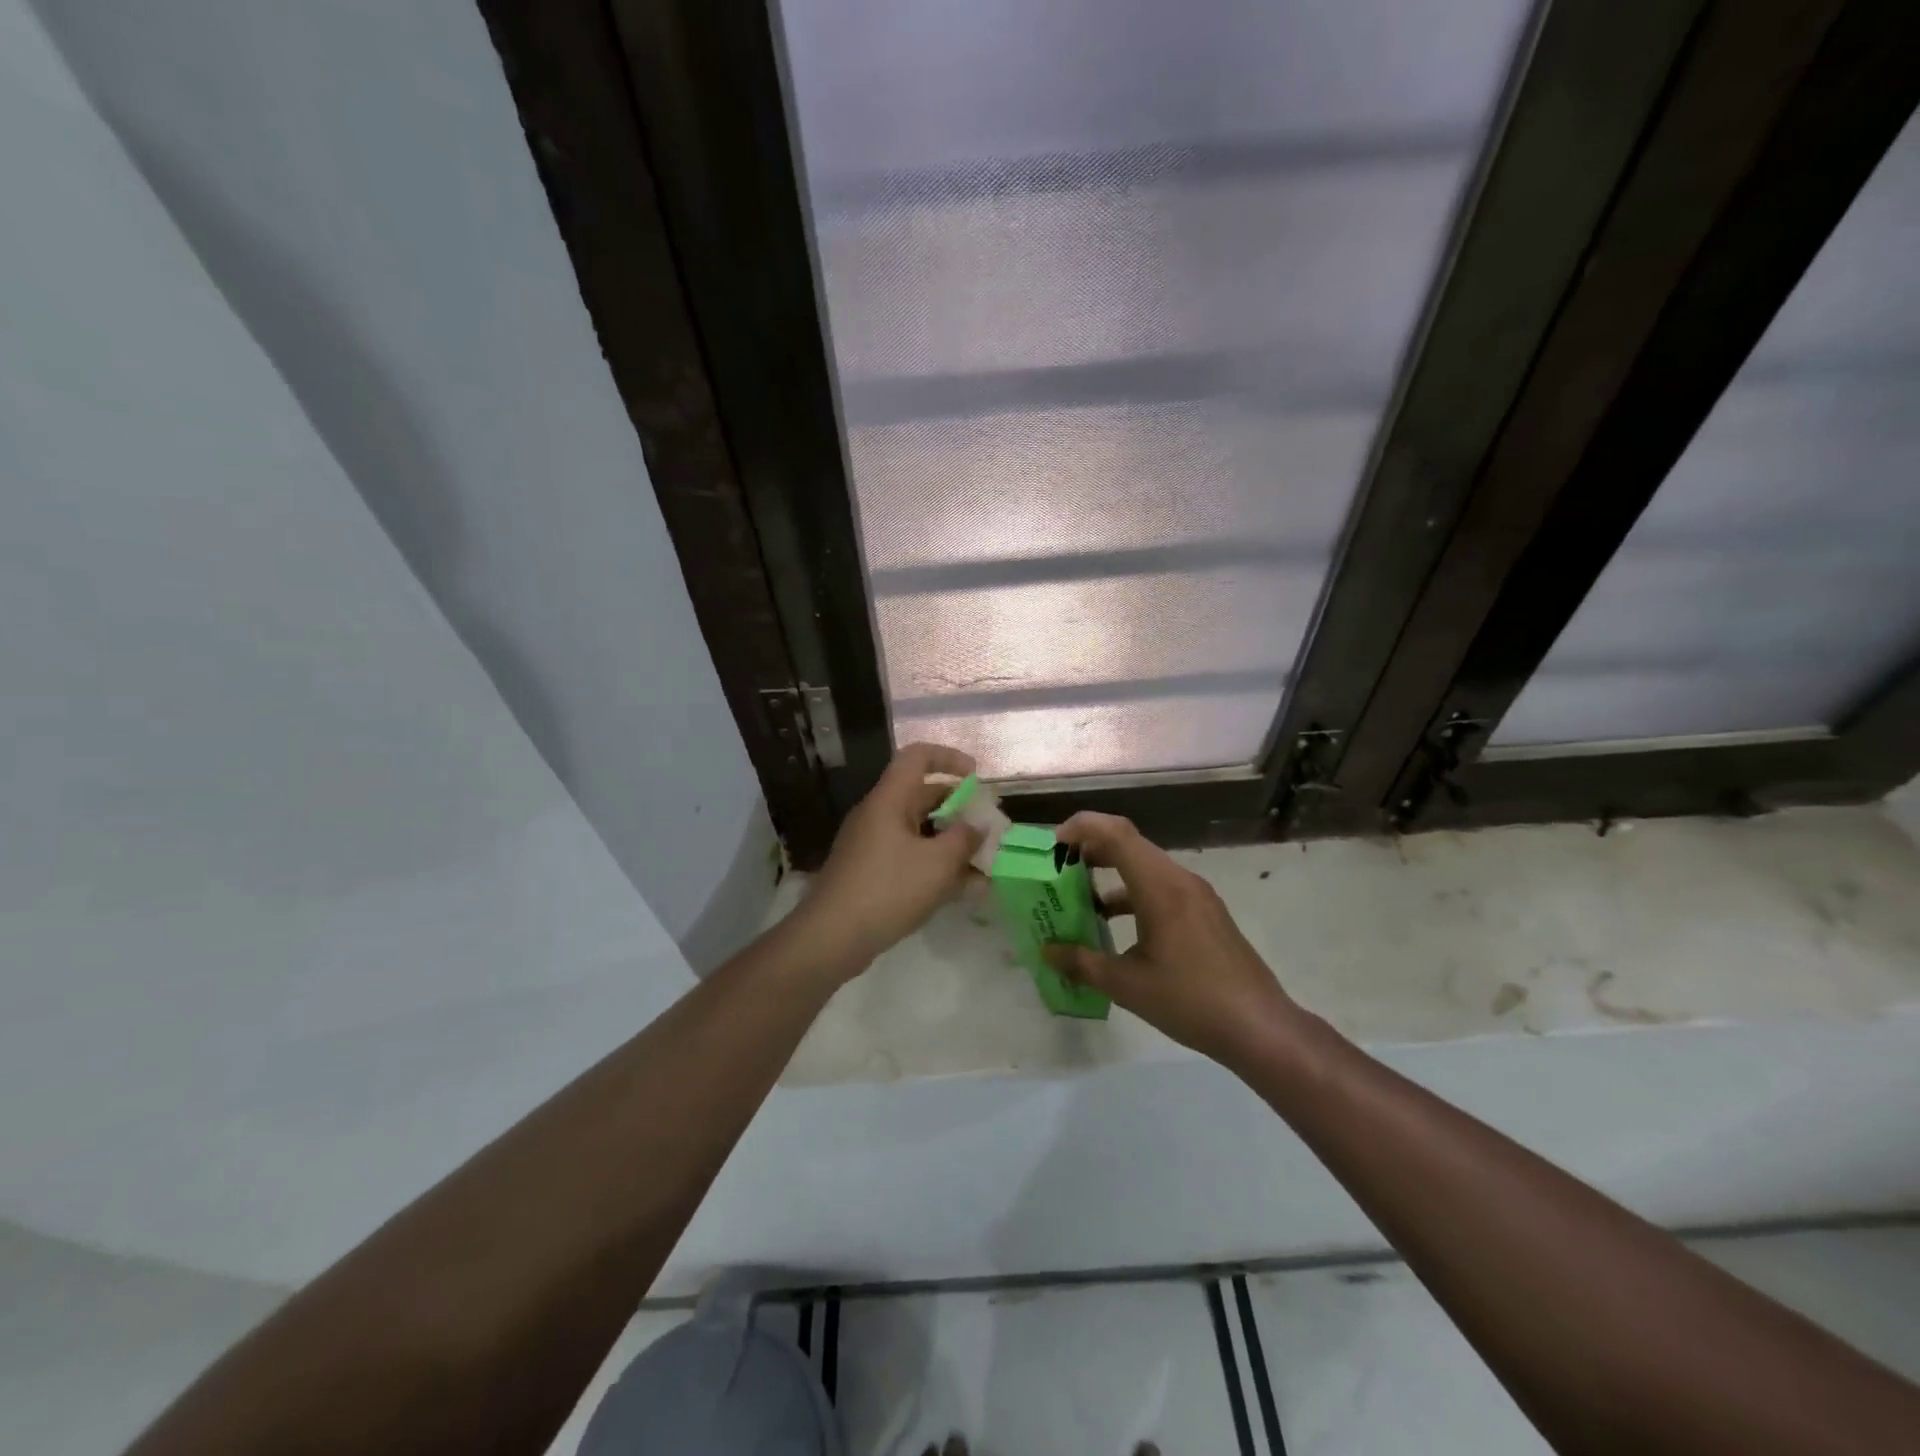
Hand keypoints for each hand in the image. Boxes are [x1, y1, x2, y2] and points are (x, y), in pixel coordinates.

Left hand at [793, 742, 982, 974]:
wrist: (831, 937)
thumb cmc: (888, 889)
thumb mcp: (938, 863)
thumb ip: (965, 839)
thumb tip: (978, 824)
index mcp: (889, 800)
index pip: (917, 756)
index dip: (949, 758)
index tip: (976, 776)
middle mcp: (878, 814)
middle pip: (921, 795)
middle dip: (959, 807)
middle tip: (988, 826)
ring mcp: (871, 844)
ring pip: (918, 830)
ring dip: (950, 841)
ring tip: (983, 862)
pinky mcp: (869, 871)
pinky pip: (909, 855)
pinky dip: (934, 863)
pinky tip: (961, 889)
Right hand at [1044, 812, 1297, 1065]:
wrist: (1260, 1027)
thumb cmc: (1190, 1001)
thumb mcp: (1127, 986)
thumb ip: (1082, 963)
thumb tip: (1047, 952)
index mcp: (1160, 887)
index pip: (1116, 833)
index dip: (1082, 828)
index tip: (1053, 846)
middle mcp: (1179, 879)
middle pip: (1129, 843)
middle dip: (1090, 848)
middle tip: (1059, 867)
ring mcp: (1197, 894)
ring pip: (1146, 865)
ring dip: (1112, 870)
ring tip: (1080, 894)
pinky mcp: (1205, 912)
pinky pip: (1161, 885)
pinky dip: (1132, 891)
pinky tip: (1115, 922)